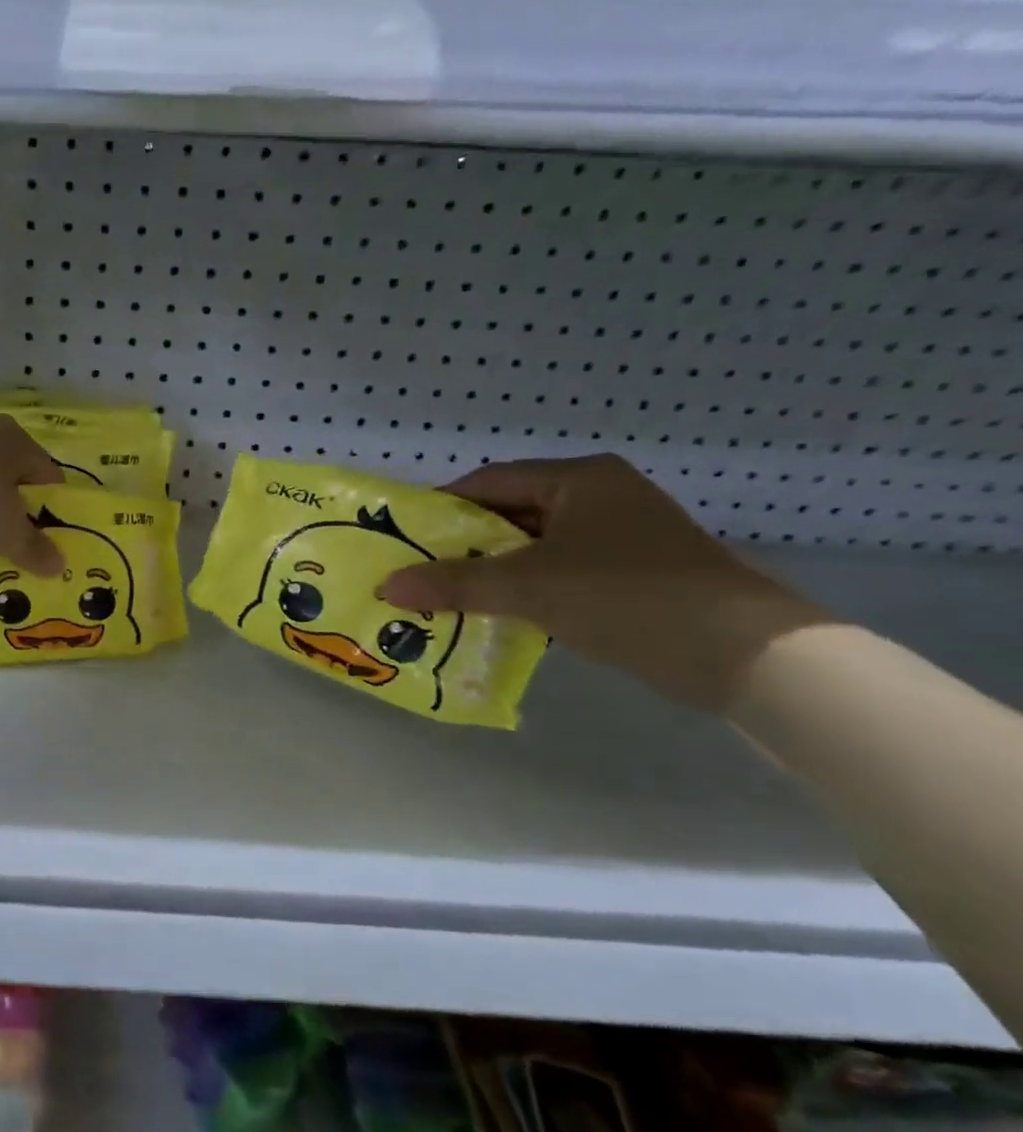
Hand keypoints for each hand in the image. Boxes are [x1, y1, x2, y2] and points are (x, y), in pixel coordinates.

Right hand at [380, 455, 830, 709]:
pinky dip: (525, 587)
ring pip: (533, 545)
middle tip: (418, 570)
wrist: (745, 653)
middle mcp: (599, 496)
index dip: (441, 507)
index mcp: (578, 479)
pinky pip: (558, 569)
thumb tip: (386, 586)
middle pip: (510, 512)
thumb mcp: (529, 586)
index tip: (403, 537)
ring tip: (446, 595)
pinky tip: (497, 612)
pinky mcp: (632, 572)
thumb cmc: (627, 595)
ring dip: (491, 569)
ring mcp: (620, 535)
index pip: (489, 481)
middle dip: (462, 542)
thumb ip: (454, 583)